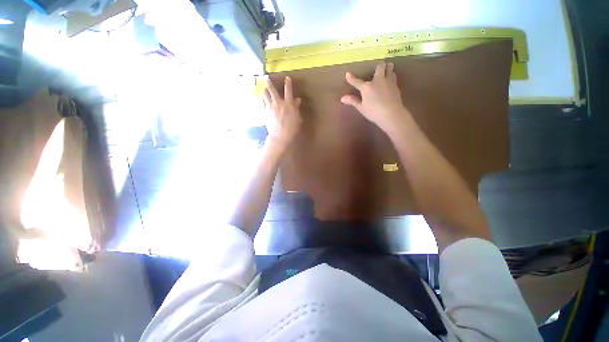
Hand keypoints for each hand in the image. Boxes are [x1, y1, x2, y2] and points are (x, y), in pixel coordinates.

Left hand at [263, 76, 301, 148]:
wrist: (280, 135)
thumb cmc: (292, 128)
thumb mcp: (297, 118)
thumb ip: (296, 108)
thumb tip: (297, 100)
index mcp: (288, 103)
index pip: (288, 90)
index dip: (288, 83)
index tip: (287, 78)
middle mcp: (278, 103)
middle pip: (272, 90)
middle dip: (269, 83)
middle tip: (267, 78)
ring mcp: (270, 107)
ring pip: (265, 95)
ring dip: (264, 91)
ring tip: (264, 89)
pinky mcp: (265, 112)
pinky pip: (263, 104)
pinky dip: (263, 101)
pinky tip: (262, 100)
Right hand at [341, 62, 409, 133]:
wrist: (391, 114)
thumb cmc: (373, 112)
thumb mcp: (361, 108)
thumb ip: (353, 101)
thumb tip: (342, 98)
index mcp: (367, 87)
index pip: (357, 82)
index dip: (351, 78)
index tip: (347, 74)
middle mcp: (378, 80)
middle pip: (380, 67)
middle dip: (380, 65)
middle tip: (379, 66)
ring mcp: (389, 82)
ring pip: (390, 69)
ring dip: (388, 68)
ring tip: (387, 69)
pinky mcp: (396, 86)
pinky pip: (394, 77)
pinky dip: (392, 77)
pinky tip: (391, 81)